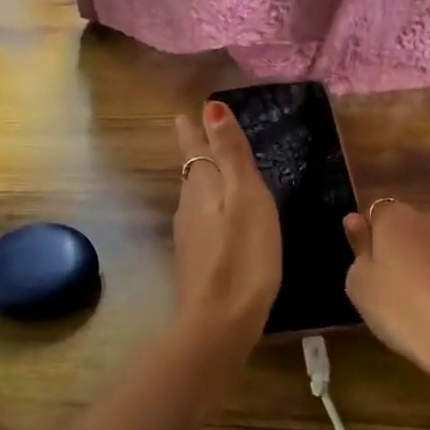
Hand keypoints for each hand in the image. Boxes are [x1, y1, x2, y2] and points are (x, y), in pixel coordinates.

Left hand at [171, 101, 280, 345]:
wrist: (218, 322)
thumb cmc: (242, 255)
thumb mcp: (246, 197)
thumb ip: (230, 153)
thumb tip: (209, 106)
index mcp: (202, 187)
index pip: (194, 150)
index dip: (193, 131)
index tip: (183, 114)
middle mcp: (189, 208)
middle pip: (192, 172)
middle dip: (194, 152)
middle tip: (194, 133)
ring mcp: (190, 237)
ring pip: (194, 197)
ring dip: (201, 179)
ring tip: (210, 169)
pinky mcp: (197, 262)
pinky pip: (202, 221)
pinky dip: (209, 208)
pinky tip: (218, 218)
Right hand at [344, 201, 429, 409]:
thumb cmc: (405, 313)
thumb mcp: (361, 288)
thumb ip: (358, 249)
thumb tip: (356, 220)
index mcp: (398, 219)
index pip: (379, 213)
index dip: (374, 238)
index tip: (372, 268)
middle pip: (415, 228)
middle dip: (408, 248)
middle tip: (399, 288)